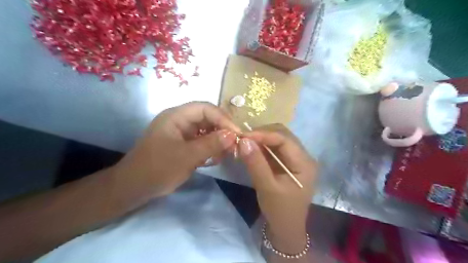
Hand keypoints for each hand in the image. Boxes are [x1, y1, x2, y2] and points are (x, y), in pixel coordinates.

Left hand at [112, 102, 237, 197]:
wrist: (134, 188)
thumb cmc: (157, 169)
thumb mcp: (186, 157)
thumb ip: (210, 144)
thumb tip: (233, 135)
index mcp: (176, 116)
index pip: (205, 108)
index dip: (223, 118)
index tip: (236, 134)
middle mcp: (180, 121)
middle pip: (208, 118)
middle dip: (223, 130)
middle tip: (235, 145)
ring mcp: (182, 133)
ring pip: (207, 130)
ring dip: (218, 140)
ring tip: (227, 153)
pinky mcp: (184, 145)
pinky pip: (202, 141)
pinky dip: (211, 148)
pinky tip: (216, 158)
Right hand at [238, 124, 317, 253]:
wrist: (285, 229)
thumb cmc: (280, 211)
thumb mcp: (266, 188)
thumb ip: (256, 163)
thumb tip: (243, 141)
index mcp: (304, 163)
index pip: (284, 139)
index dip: (263, 134)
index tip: (242, 136)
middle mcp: (303, 156)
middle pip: (282, 135)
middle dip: (261, 134)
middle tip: (242, 138)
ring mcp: (295, 159)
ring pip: (277, 140)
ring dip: (260, 139)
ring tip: (244, 142)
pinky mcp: (287, 163)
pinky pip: (274, 149)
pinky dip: (261, 147)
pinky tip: (250, 149)